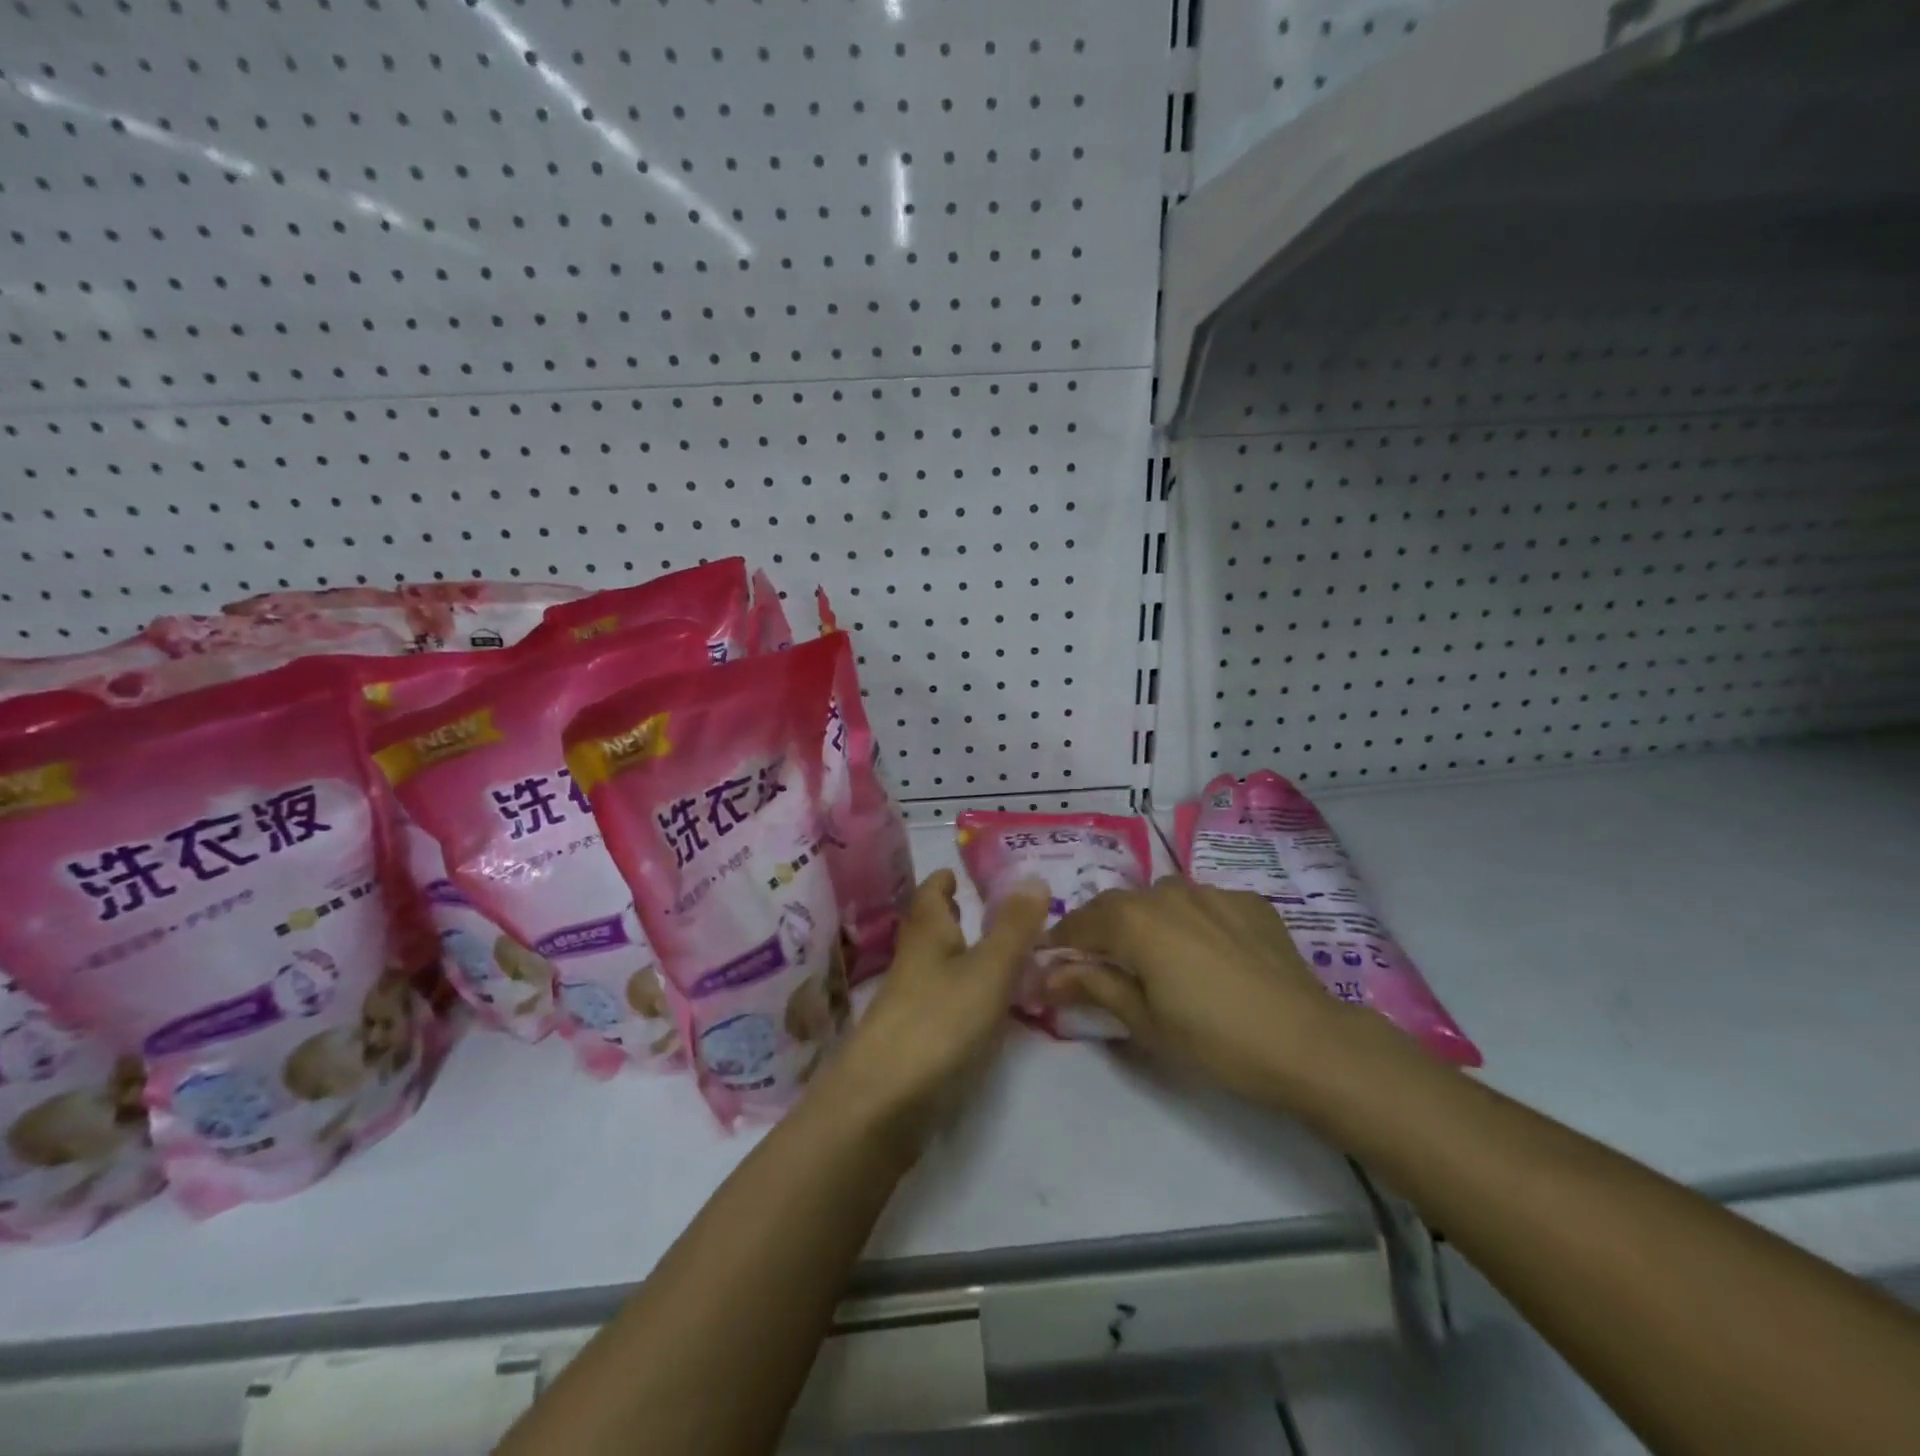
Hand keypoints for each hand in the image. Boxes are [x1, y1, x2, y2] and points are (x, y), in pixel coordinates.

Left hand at [817, 869, 1047, 1151]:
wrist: (882, 1105)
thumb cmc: (938, 1023)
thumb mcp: (988, 970)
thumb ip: (1013, 928)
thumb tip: (1033, 876)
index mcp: (927, 935)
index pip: (930, 894)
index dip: (943, 881)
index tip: (958, 872)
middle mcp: (913, 964)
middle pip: (929, 930)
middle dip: (951, 917)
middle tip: (983, 909)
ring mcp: (908, 1006)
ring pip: (935, 967)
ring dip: (959, 956)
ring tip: (994, 955)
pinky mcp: (913, 1044)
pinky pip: (941, 1003)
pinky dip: (962, 994)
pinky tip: (984, 1010)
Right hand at [1043, 877, 1366, 1108]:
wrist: (1307, 1042)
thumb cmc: (1214, 1040)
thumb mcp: (1144, 1021)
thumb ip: (1093, 987)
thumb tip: (1048, 976)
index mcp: (1134, 920)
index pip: (1080, 922)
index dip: (1060, 941)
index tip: (1048, 959)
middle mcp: (1167, 892)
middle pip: (1118, 906)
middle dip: (1101, 930)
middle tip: (1098, 962)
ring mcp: (1211, 891)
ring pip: (1161, 899)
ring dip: (1146, 921)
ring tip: (1155, 957)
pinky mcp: (1247, 900)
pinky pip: (1202, 904)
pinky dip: (1190, 922)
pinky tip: (1206, 954)